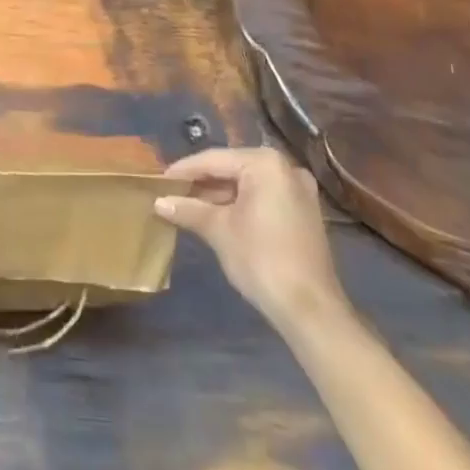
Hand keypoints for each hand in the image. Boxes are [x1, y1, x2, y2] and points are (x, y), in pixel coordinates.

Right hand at [155, 146, 349, 332]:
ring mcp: (298, 190)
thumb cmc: (261, 259)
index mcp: (265, 163)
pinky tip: (216, 217)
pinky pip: (263, 197)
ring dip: (219, 195)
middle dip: (201, 183)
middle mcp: (285, 167)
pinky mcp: (303, 212)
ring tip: (187, 206)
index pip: (214, 160)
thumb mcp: (219, 231)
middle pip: (232, 168)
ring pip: (247, 184)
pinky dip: (239, 204)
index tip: (159, 181)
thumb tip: (159, 202)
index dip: (183, 170)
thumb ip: (188, 210)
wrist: (310, 309)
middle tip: (171, 193)